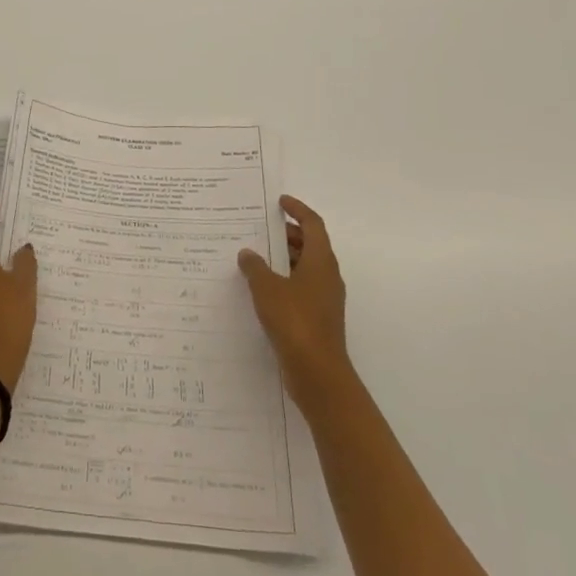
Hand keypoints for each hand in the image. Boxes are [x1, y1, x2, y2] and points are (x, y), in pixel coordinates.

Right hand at [239, 195, 355, 410]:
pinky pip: (300, 287)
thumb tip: (248, 253)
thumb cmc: (295, 321)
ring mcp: (324, 299)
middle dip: (287, 234)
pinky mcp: (318, 318)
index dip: (298, 209)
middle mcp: (327, 276)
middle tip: (260, 227)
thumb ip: (255, 267)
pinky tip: (260, 288)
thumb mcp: (267, 289)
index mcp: (320, 261)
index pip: (313, 224)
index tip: (280, 201)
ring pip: (305, 267)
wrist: (318, 373)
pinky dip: (283, 280)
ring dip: (283, 258)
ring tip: (255, 255)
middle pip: (310, 245)